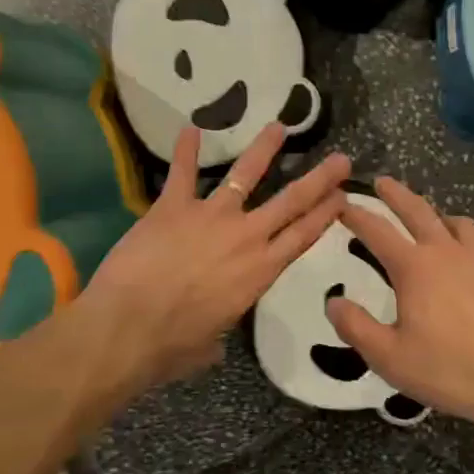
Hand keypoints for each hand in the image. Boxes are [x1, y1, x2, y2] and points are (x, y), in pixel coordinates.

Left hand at [81, 123, 351, 394]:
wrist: (129, 327)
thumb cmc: (172, 346)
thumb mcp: (209, 345)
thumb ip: (218, 333)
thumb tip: (212, 341)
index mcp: (260, 272)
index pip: (303, 237)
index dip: (325, 215)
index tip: (344, 196)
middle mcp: (245, 237)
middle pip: (291, 201)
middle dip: (319, 179)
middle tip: (340, 159)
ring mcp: (210, 216)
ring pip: (244, 174)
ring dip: (263, 149)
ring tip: (278, 127)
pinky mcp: (173, 206)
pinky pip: (182, 172)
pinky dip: (186, 149)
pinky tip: (191, 128)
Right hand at [325, 177, 473, 433]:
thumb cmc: (447, 369)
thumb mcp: (388, 356)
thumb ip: (355, 326)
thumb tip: (333, 302)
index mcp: (414, 267)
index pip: (377, 230)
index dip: (357, 215)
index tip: (342, 203)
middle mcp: (448, 254)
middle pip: (419, 211)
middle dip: (397, 194)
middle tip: (383, 182)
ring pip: (462, 226)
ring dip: (443, 218)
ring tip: (436, 223)